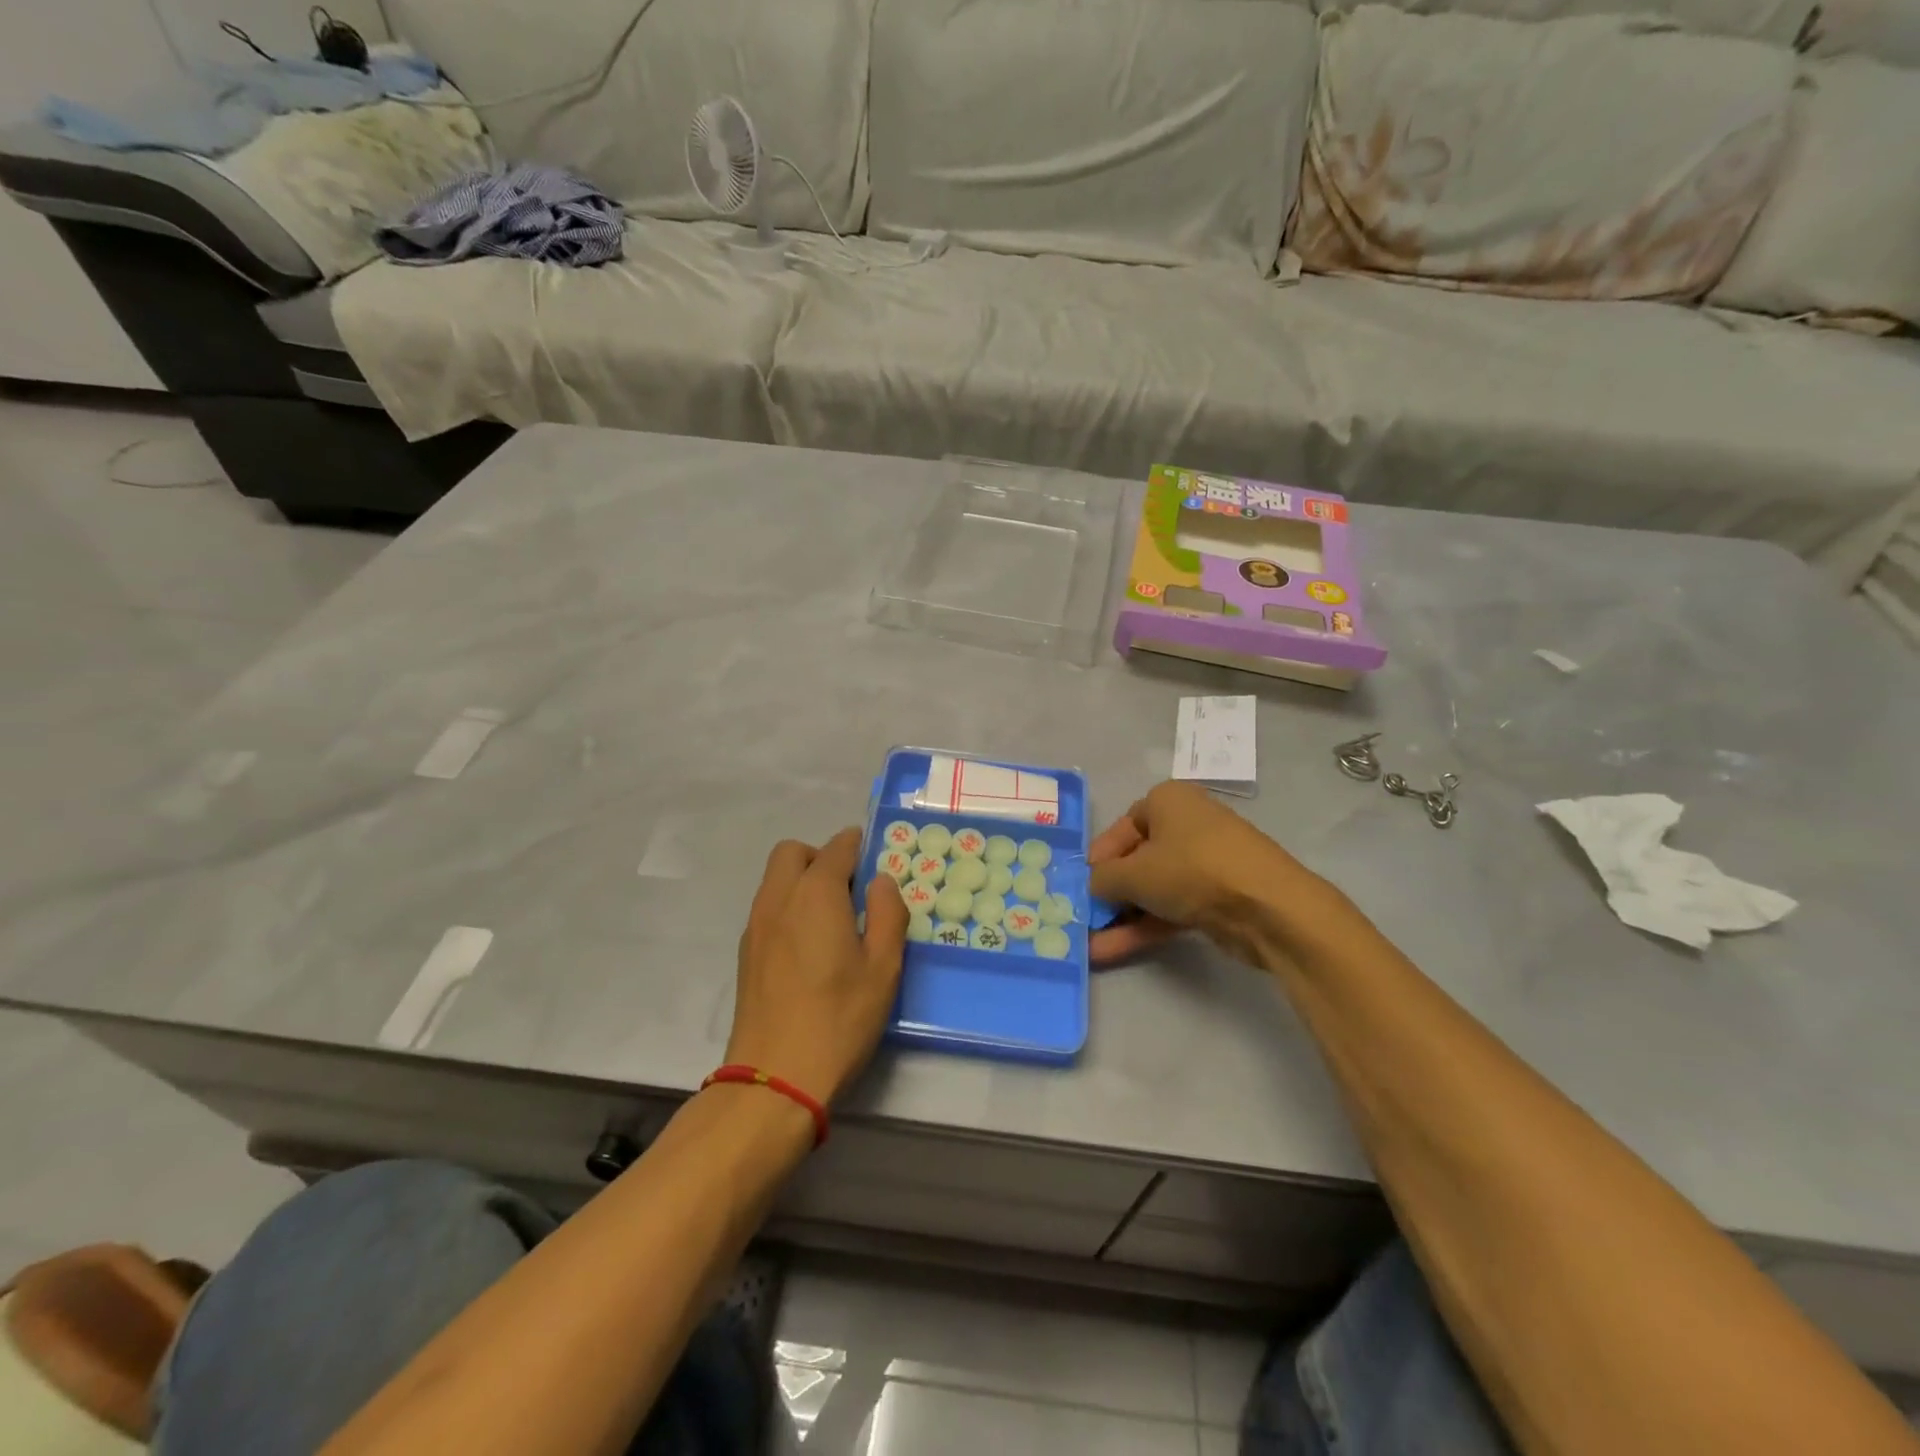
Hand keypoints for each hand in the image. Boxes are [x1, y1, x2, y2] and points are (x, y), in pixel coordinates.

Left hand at [726, 828, 908, 1107]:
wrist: (775, 1078)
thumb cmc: (839, 1018)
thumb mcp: (883, 967)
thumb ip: (887, 913)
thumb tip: (881, 881)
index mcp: (815, 893)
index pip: (837, 848)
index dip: (858, 845)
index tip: (876, 858)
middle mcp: (779, 898)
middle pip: (793, 853)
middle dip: (822, 857)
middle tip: (850, 890)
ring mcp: (756, 926)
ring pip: (775, 880)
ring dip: (802, 881)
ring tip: (833, 921)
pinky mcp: (746, 954)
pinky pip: (768, 908)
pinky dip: (789, 907)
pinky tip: (810, 947)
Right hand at [1088, 781, 1309, 965]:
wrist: (1269, 908)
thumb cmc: (1193, 870)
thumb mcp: (1134, 873)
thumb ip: (1103, 879)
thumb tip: (1091, 887)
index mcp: (1167, 801)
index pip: (1122, 826)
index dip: (1099, 856)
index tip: (1081, 883)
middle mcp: (1186, 824)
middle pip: (1137, 859)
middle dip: (1109, 891)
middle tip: (1082, 915)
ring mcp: (1204, 863)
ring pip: (1154, 888)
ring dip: (1122, 916)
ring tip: (1088, 942)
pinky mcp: (1217, 897)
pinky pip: (1171, 907)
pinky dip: (1144, 927)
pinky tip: (1111, 950)